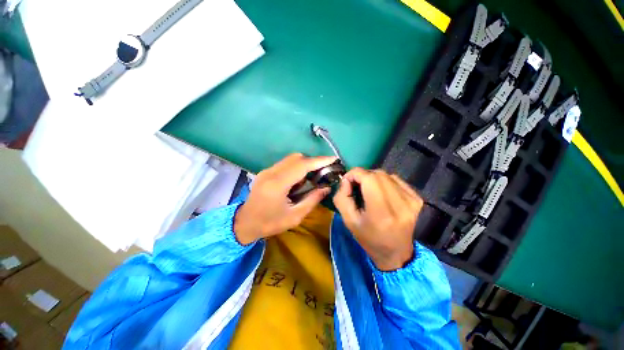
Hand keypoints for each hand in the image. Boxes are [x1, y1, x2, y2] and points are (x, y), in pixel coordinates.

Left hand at [234, 153, 336, 244]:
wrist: (244, 223)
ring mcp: (267, 170)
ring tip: (311, 178)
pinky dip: (296, 168)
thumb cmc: (270, 223)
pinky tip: (298, 181)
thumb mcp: (294, 216)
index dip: (319, 160)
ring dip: (304, 165)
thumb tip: (327, 188)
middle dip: (313, 162)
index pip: (302, 165)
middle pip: (296, 158)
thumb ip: (312, 200)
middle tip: (323, 172)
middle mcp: (271, 173)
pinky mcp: (265, 171)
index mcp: (277, 185)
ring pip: (291, 159)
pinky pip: (285, 164)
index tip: (333, 159)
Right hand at [333, 168, 423, 270]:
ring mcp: (412, 201)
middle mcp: (400, 204)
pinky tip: (381, 192)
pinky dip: (384, 181)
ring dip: (373, 178)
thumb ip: (342, 197)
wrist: (395, 253)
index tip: (347, 180)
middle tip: (355, 185)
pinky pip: (396, 180)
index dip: (355, 174)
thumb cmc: (368, 238)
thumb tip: (346, 180)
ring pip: (386, 175)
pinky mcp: (417, 199)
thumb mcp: (348, 221)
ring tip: (368, 190)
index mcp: (381, 213)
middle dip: (362, 175)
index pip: (369, 178)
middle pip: (377, 174)